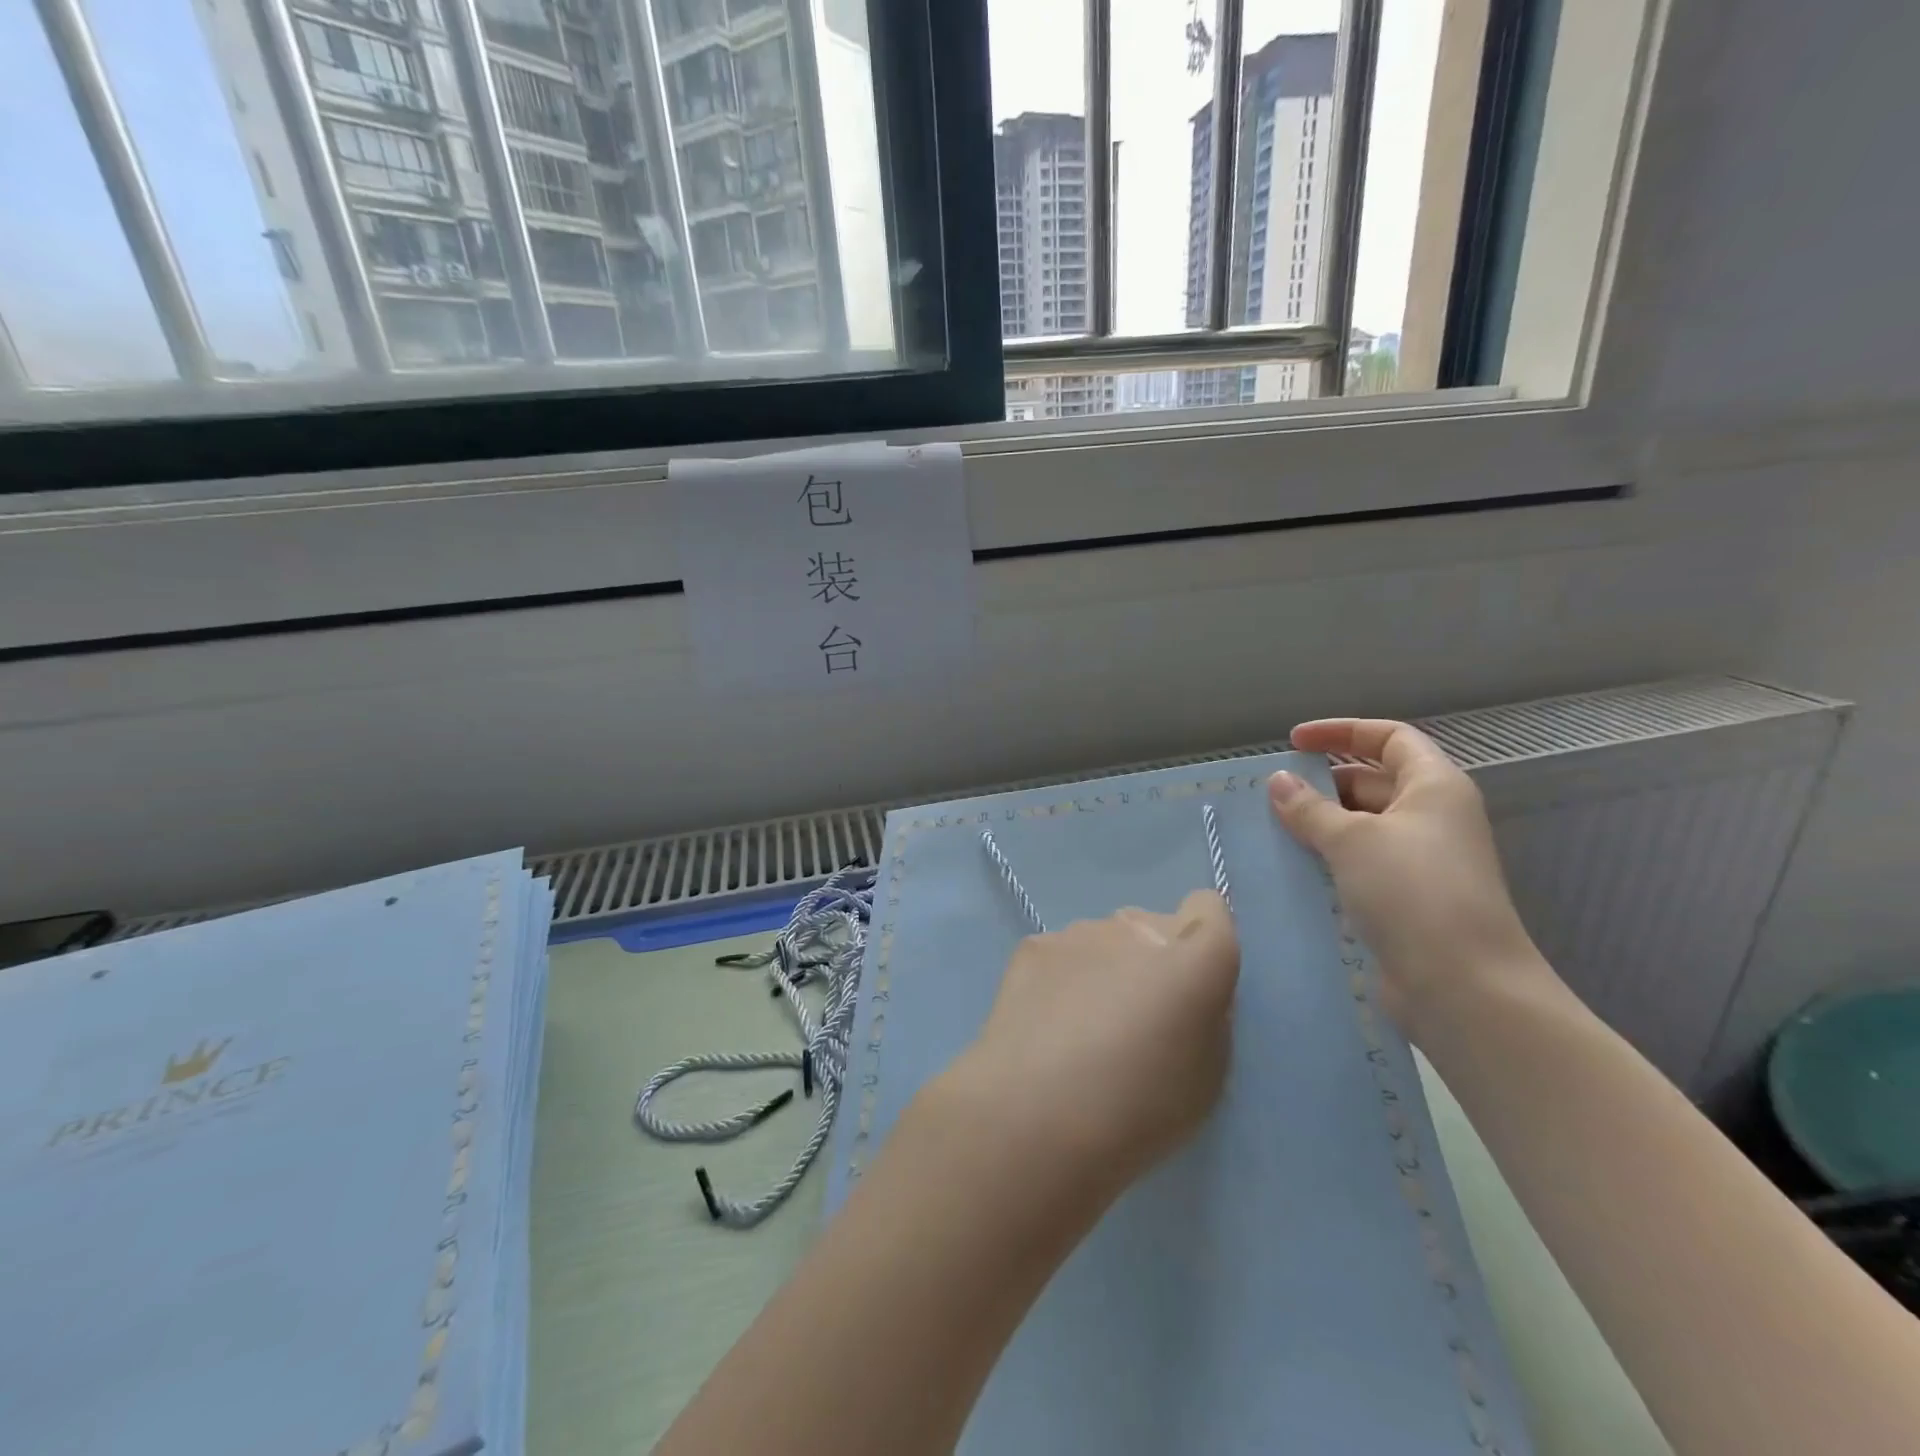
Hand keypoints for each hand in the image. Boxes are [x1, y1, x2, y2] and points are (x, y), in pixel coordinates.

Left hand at [936, 892, 1239, 1202]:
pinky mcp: (1034, 945)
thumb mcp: (1206, 1078)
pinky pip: (1063, 953)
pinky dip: (1062, 978)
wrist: (1034, 1115)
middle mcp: (1136, 929)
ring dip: (1105, 968)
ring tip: (1082, 1029)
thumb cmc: (1136, 1111)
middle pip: (1152, 927)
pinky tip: (1046, 1023)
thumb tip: (1186, 993)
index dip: (1202, 938)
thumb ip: (1205, 1017)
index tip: (1192, 981)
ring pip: (1105, 940)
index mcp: (1192, 960)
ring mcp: (1080, 932)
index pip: (1209, 908)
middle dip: (1151, 961)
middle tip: (1133, 1020)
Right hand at [1268, 718, 1547, 1033]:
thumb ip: (1310, 808)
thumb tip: (1278, 781)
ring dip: (1319, 825)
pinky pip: (1359, 864)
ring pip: (1362, 826)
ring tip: (1270, 830)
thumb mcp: (1352, 840)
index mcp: (1434, 787)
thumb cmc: (1413, 892)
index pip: (1388, 737)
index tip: (1293, 743)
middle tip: (1271, 795)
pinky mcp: (1405, 899)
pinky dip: (1327, 859)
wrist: (1464, 987)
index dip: (1341, 731)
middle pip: (1372, 781)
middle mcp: (1432, 817)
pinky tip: (1291, 868)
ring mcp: (1420, 861)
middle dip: (1322, 784)